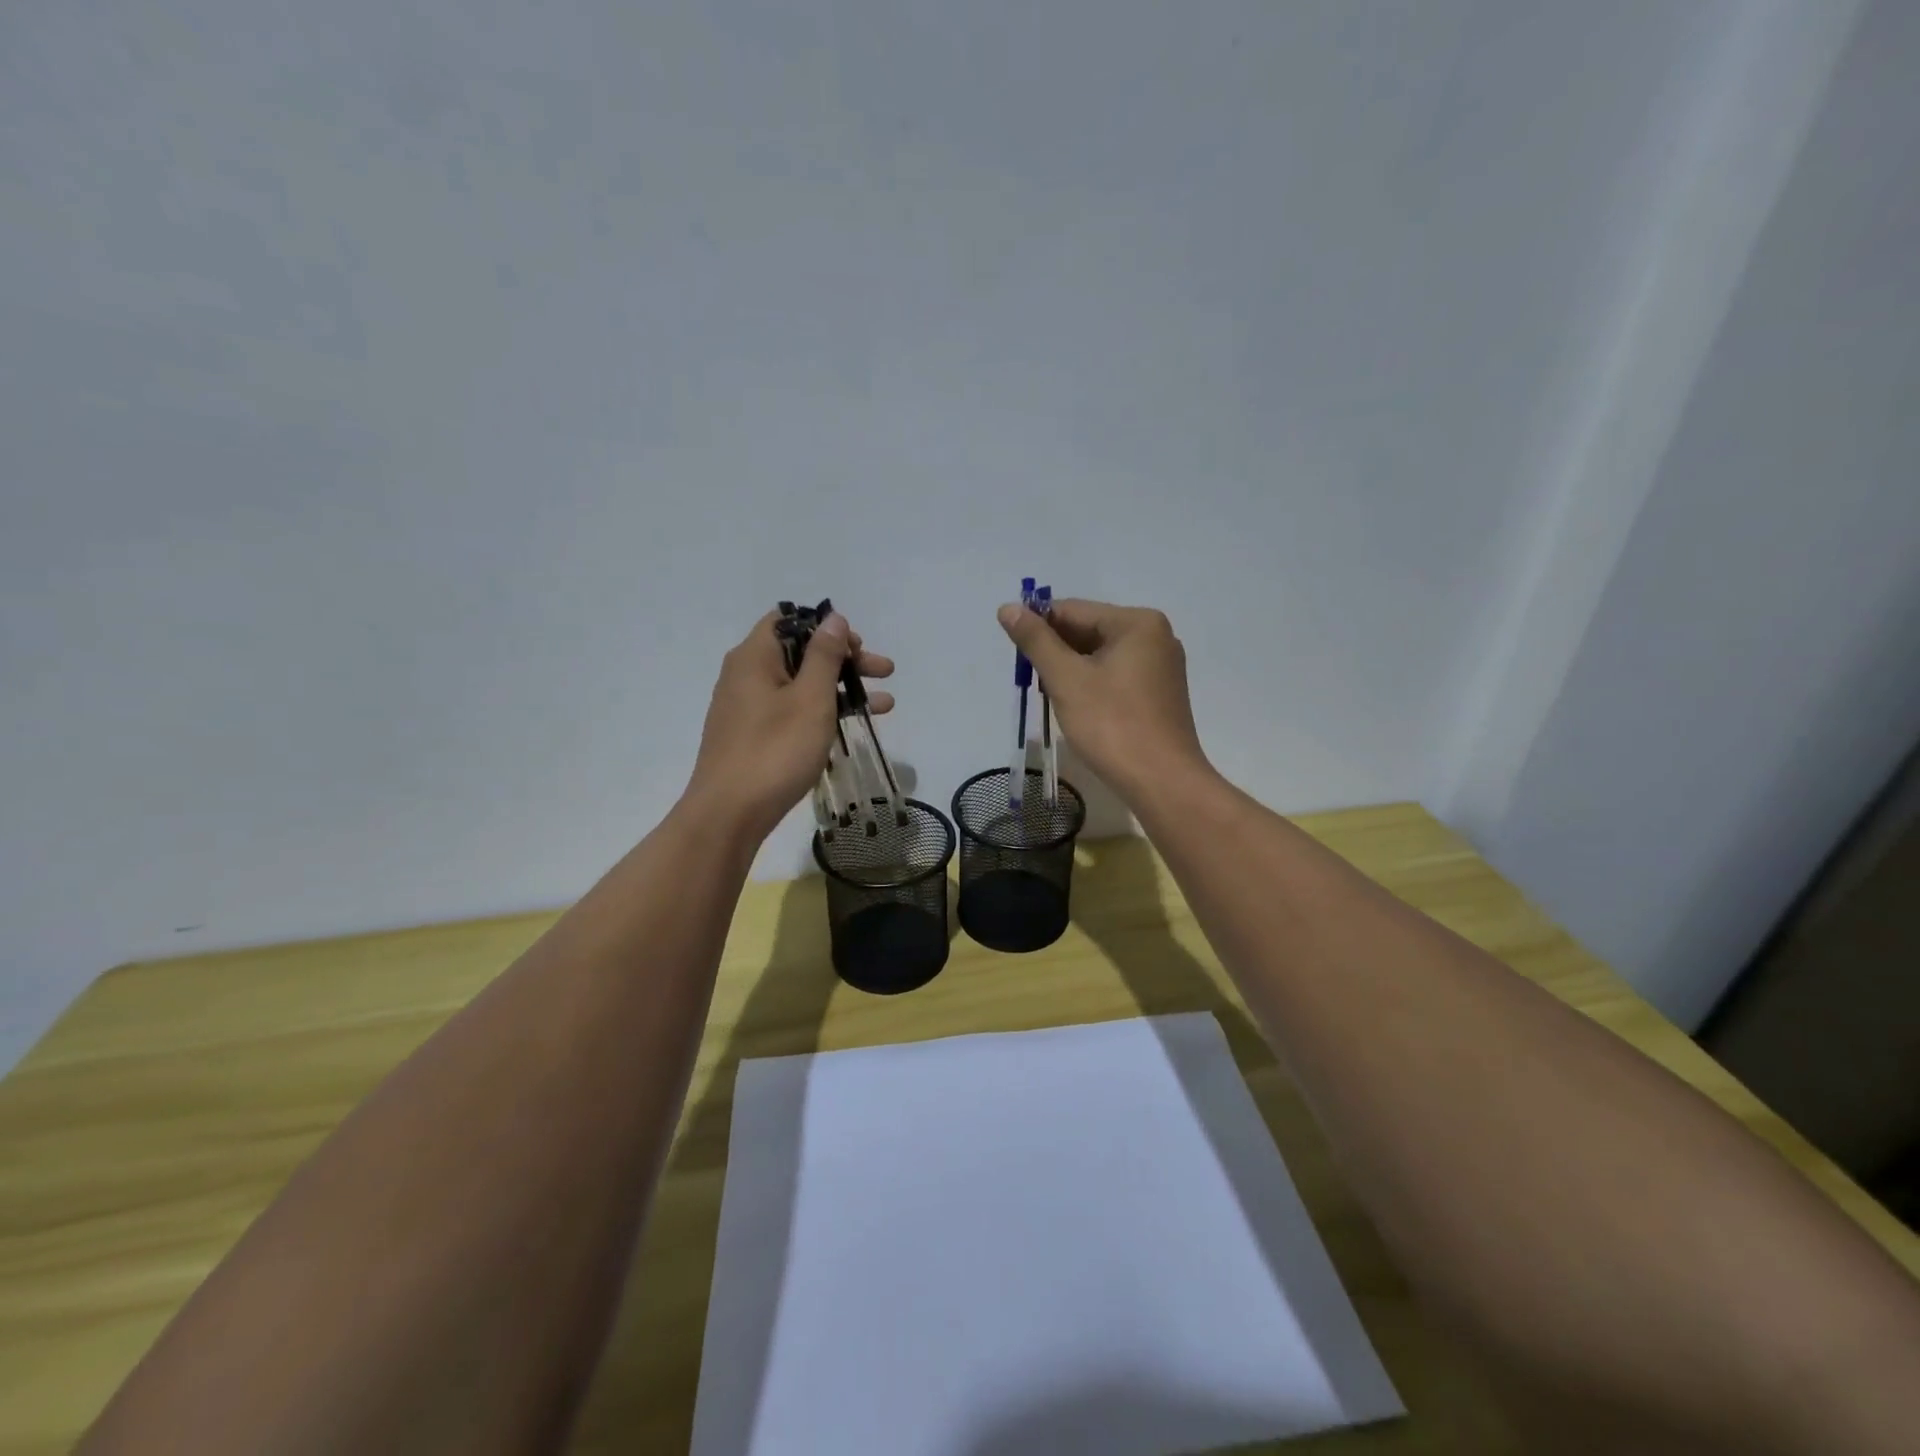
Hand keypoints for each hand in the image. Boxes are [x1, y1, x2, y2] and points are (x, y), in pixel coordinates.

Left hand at [685, 611, 893, 842]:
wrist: (728, 815)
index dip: (827, 627)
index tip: (858, 648)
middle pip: (801, 653)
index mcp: (754, 657)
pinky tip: (851, 726)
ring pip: (801, 685)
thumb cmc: (774, 750)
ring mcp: (747, 708)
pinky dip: (822, 712)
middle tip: (884, 672)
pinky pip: (792, 711)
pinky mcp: (752, 736)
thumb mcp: (810, 699)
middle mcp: (746, 675)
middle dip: (846, 660)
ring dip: (842, 689)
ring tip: (885, 705)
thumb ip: (824, 656)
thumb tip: (833, 618)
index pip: (790, 620)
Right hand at [997, 598, 1209, 802]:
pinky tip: (1077, 707)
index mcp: (1137, 622)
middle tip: (1032, 681)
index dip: (1038, 627)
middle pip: (1089, 631)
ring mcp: (1161, 666)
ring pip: (1101, 656)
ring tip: (1052, 697)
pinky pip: (1117, 675)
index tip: (1014, 652)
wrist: (1162, 782)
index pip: (1073, 610)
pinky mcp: (1160, 693)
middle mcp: (1155, 636)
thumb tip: (1008, 608)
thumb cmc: (1111, 725)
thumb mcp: (1066, 679)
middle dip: (1056, 652)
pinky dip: (1092, 685)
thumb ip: (1036, 640)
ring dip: (1071, 671)